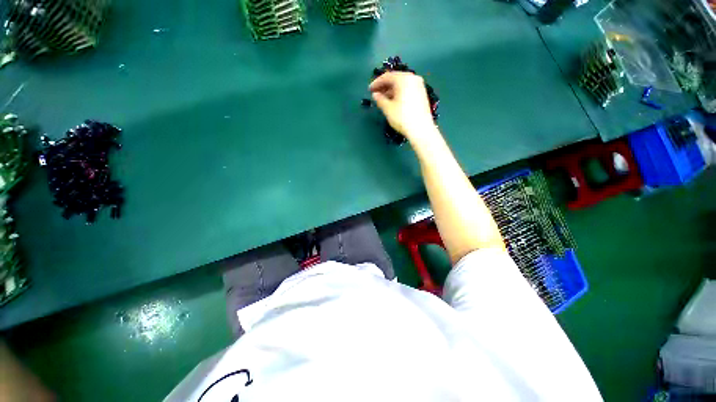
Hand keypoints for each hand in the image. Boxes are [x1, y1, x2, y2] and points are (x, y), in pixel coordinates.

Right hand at [369, 72, 437, 144]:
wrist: (421, 129)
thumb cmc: (402, 118)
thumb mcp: (388, 109)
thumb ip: (380, 99)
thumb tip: (375, 95)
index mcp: (403, 79)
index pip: (387, 77)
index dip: (376, 83)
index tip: (369, 90)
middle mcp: (413, 78)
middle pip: (395, 79)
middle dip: (384, 86)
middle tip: (376, 94)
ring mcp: (419, 86)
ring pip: (401, 85)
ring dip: (391, 90)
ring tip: (383, 99)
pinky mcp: (422, 94)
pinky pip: (407, 89)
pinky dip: (399, 93)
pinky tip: (393, 102)